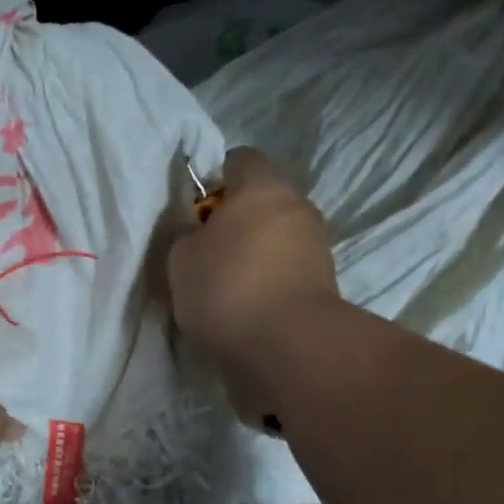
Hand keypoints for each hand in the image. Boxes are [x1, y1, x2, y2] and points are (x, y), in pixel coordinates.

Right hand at [167, 148, 341, 370]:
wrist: (287, 343)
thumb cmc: (226, 286)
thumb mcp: (180, 257)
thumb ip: (187, 235)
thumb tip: (199, 233)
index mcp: (261, 185)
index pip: (238, 159)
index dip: (213, 179)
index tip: (195, 209)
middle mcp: (296, 204)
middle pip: (261, 199)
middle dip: (235, 219)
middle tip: (205, 249)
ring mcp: (316, 243)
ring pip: (276, 235)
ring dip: (253, 251)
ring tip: (224, 283)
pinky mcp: (323, 280)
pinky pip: (286, 267)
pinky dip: (268, 278)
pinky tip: (245, 304)